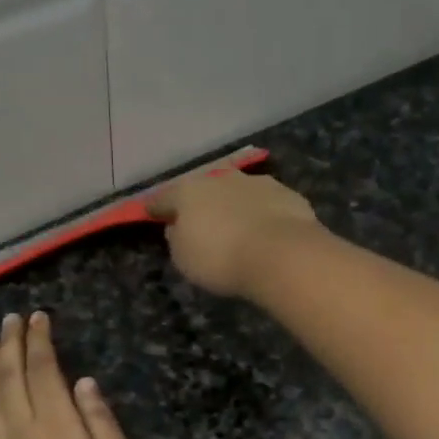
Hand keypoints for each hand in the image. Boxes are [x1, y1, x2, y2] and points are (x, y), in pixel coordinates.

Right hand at [145, 166, 321, 297]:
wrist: (282, 254)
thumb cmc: (221, 259)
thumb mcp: (184, 259)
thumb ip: (177, 239)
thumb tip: (178, 227)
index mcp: (188, 191)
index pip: (164, 198)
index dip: (156, 208)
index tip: (151, 213)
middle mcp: (222, 178)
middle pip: (204, 190)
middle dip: (201, 203)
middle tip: (200, 221)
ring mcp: (257, 183)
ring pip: (238, 193)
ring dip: (234, 205)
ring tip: (236, 226)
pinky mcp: (288, 194)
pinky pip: (267, 205)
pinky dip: (262, 214)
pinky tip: (266, 231)